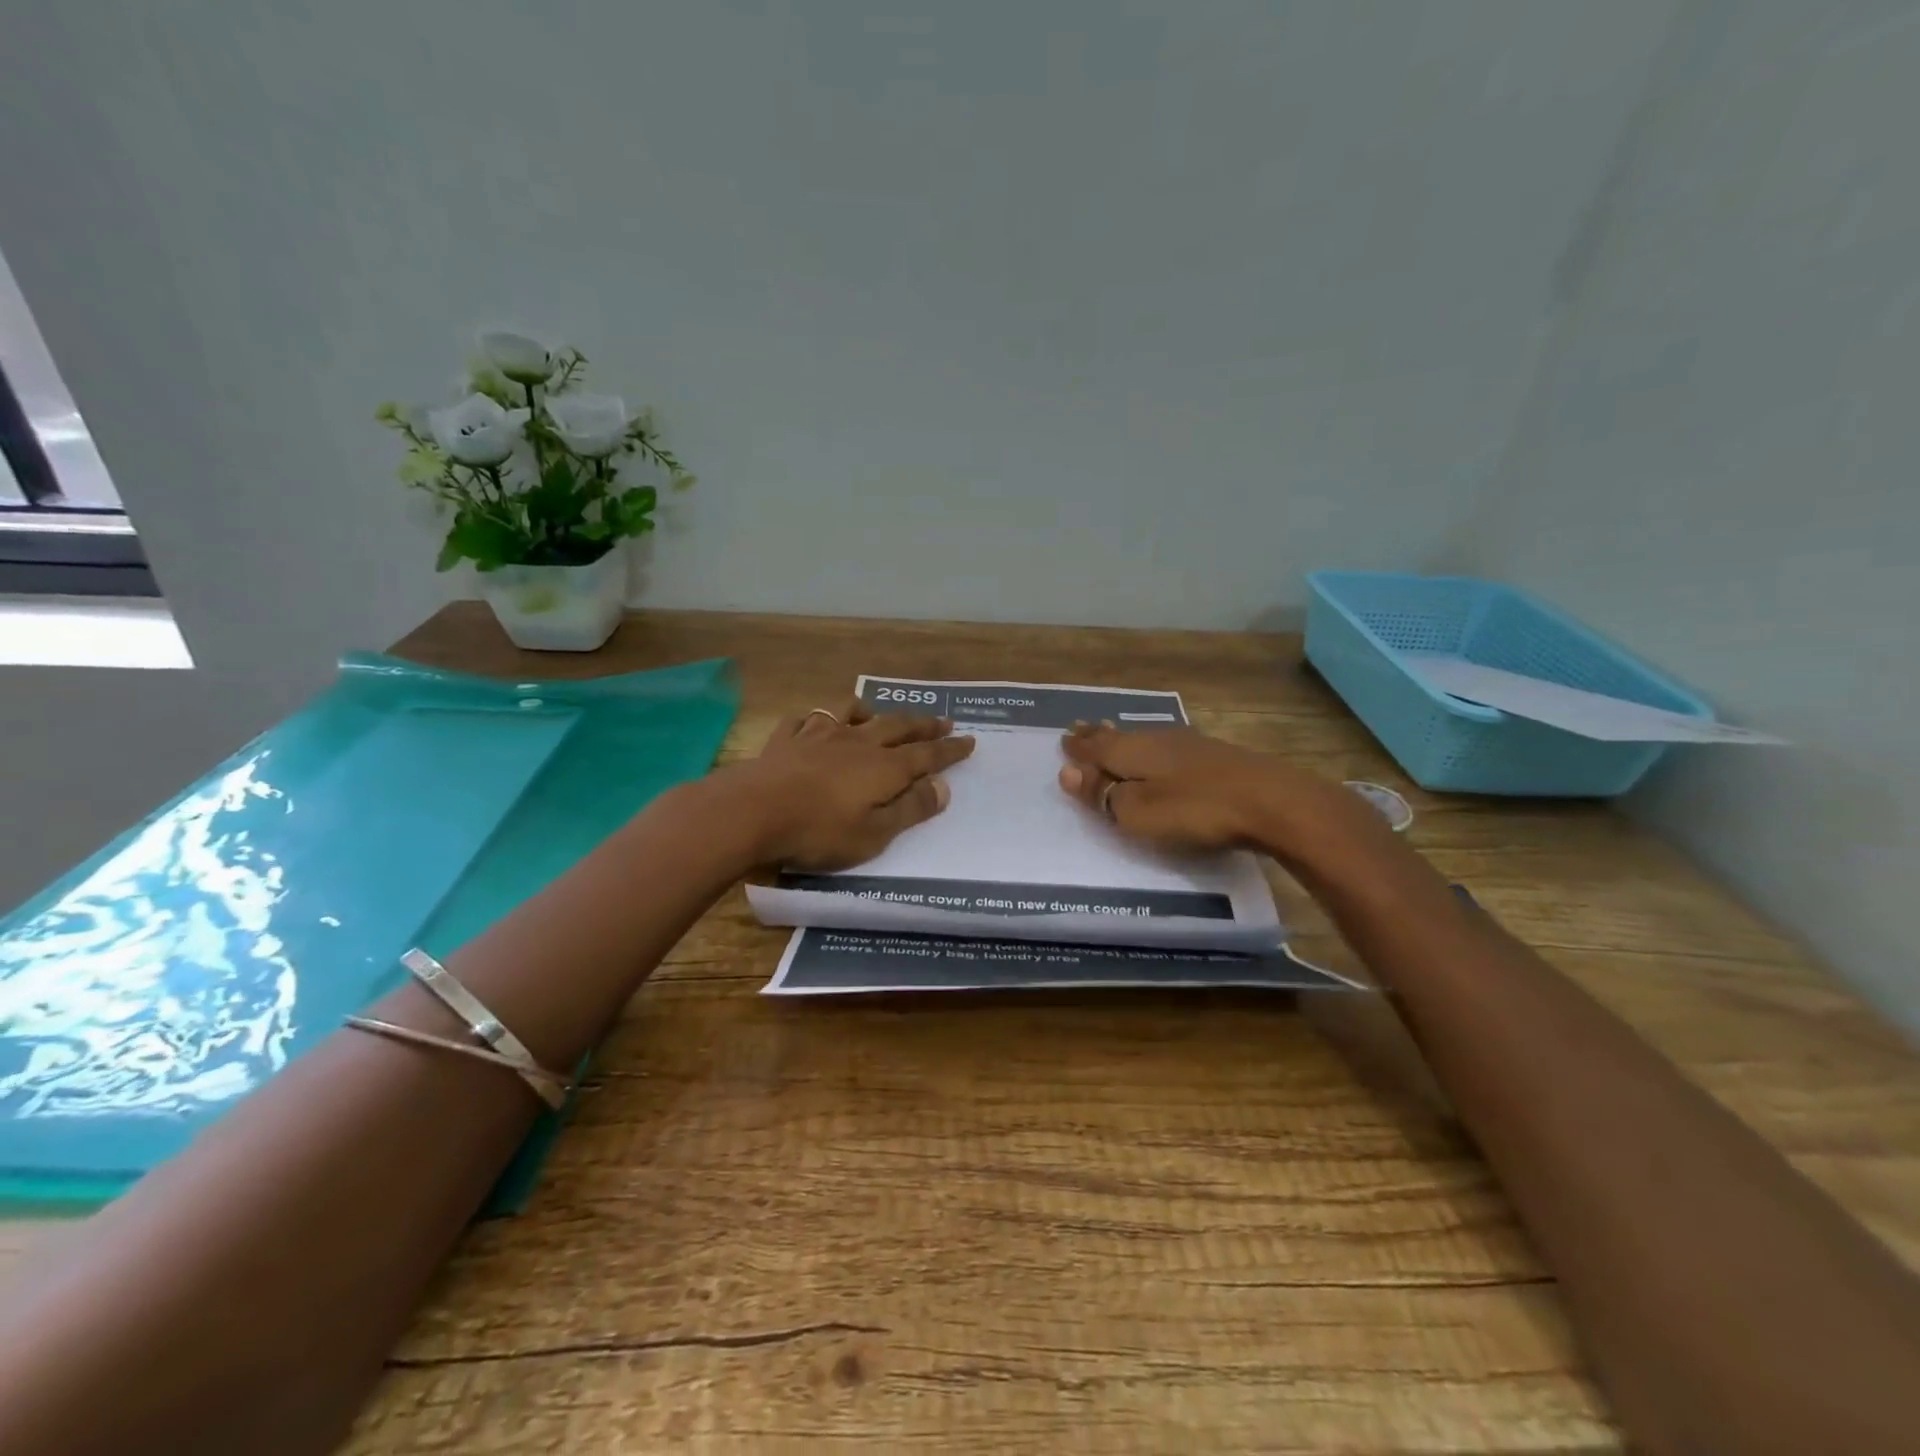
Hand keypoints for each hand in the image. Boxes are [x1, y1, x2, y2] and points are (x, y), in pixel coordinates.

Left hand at [733, 699, 974, 869]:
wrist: (752, 811)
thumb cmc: (819, 831)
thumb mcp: (874, 833)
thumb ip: (910, 809)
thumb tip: (944, 787)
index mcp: (884, 768)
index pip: (927, 755)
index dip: (950, 750)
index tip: (970, 740)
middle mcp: (857, 743)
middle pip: (897, 728)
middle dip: (923, 725)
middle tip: (943, 720)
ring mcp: (819, 736)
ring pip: (852, 714)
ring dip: (871, 712)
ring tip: (876, 712)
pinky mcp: (786, 739)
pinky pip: (806, 720)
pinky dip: (818, 719)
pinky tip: (815, 722)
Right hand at [1056, 721, 1386, 869]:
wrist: (1272, 801)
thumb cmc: (1194, 809)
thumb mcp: (1137, 811)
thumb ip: (1102, 793)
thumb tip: (1067, 771)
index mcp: (1131, 751)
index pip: (1095, 747)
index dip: (1077, 747)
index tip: (1063, 739)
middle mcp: (1156, 739)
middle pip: (1118, 736)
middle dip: (1096, 735)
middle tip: (1079, 728)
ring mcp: (1188, 744)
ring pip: (1143, 738)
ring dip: (1123, 739)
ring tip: (1110, 735)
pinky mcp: (1214, 755)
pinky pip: (1166, 745)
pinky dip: (1150, 748)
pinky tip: (1157, 750)